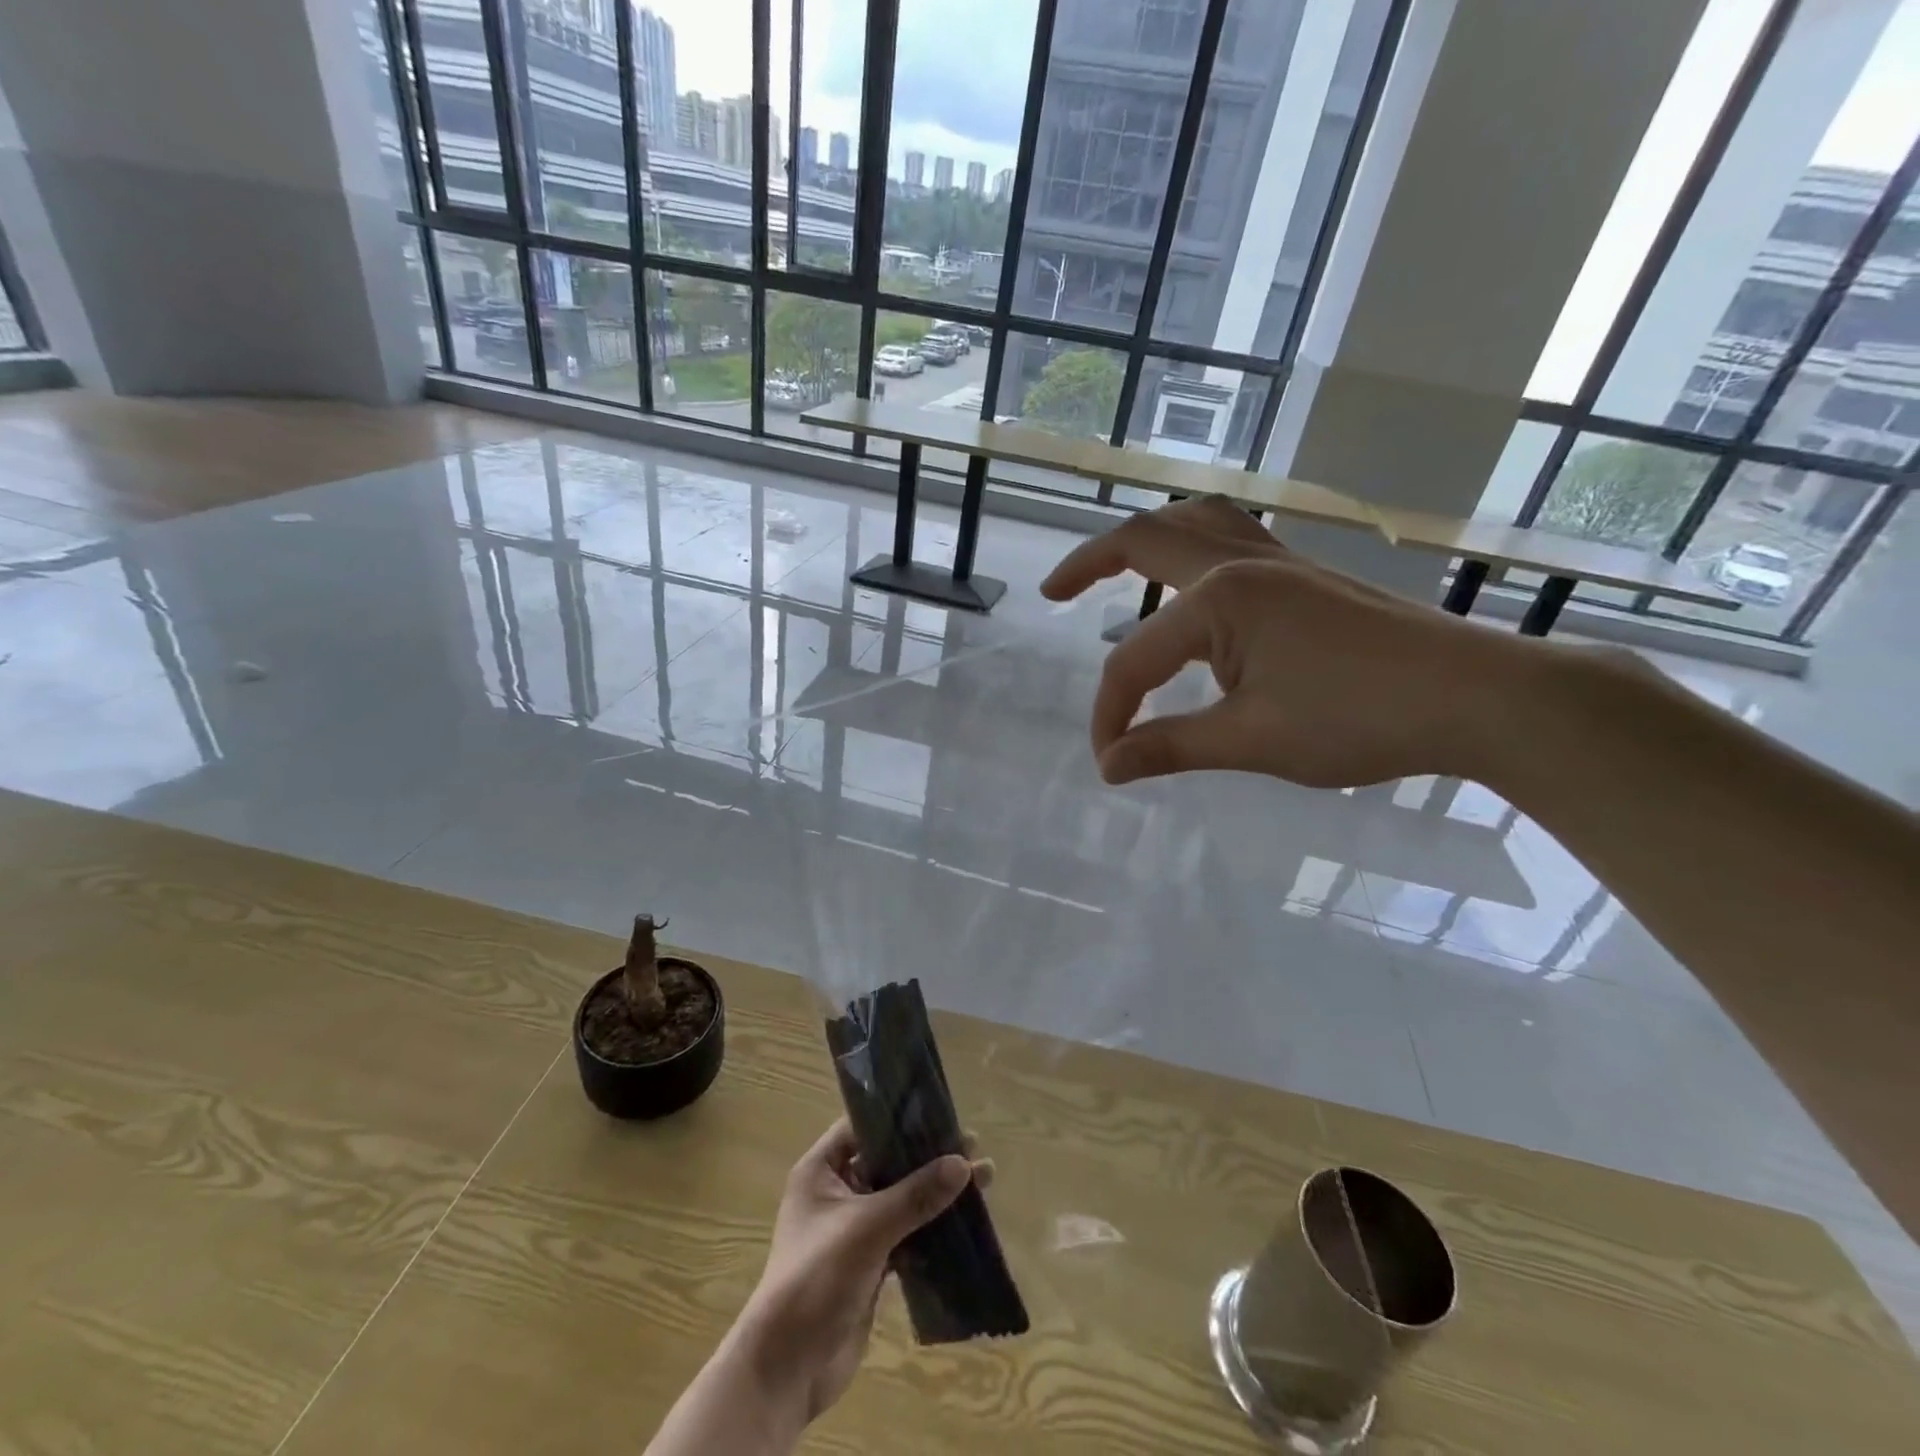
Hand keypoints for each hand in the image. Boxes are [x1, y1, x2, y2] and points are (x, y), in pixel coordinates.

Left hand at [736, 1120, 976, 1423]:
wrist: (787, 1368)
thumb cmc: (817, 1277)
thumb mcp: (867, 1228)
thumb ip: (916, 1195)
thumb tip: (964, 1163)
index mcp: (821, 1170)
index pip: (863, 1127)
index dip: (900, 1118)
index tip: (941, 1113)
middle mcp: (837, 1192)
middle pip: (888, 1162)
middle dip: (929, 1156)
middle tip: (973, 1146)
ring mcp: (854, 1229)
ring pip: (902, 1199)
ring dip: (936, 1192)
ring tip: (983, 1180)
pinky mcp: (870, 1263)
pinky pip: (906, 1234)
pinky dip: (932, 1228)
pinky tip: (966, 1223)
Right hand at [1044, 503, 1527, 787]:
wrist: (1477, 697)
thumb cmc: (1361, 719)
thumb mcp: (1252, 741)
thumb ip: (1171, 747)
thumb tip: (1110, 767)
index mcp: (1221, 599)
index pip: (1136, 659)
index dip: (1112, 713)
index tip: (1110, 760)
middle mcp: (1242, 563)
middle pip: (1146, 541)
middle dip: (1090, 563)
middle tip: (1053, 592)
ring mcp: (1279, 561)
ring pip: (1195, 522)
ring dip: (1146, 537)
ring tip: (1115, 564)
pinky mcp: (1305, 575)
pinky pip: (1231, 537)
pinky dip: (1192, 545)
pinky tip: (1193, 581)